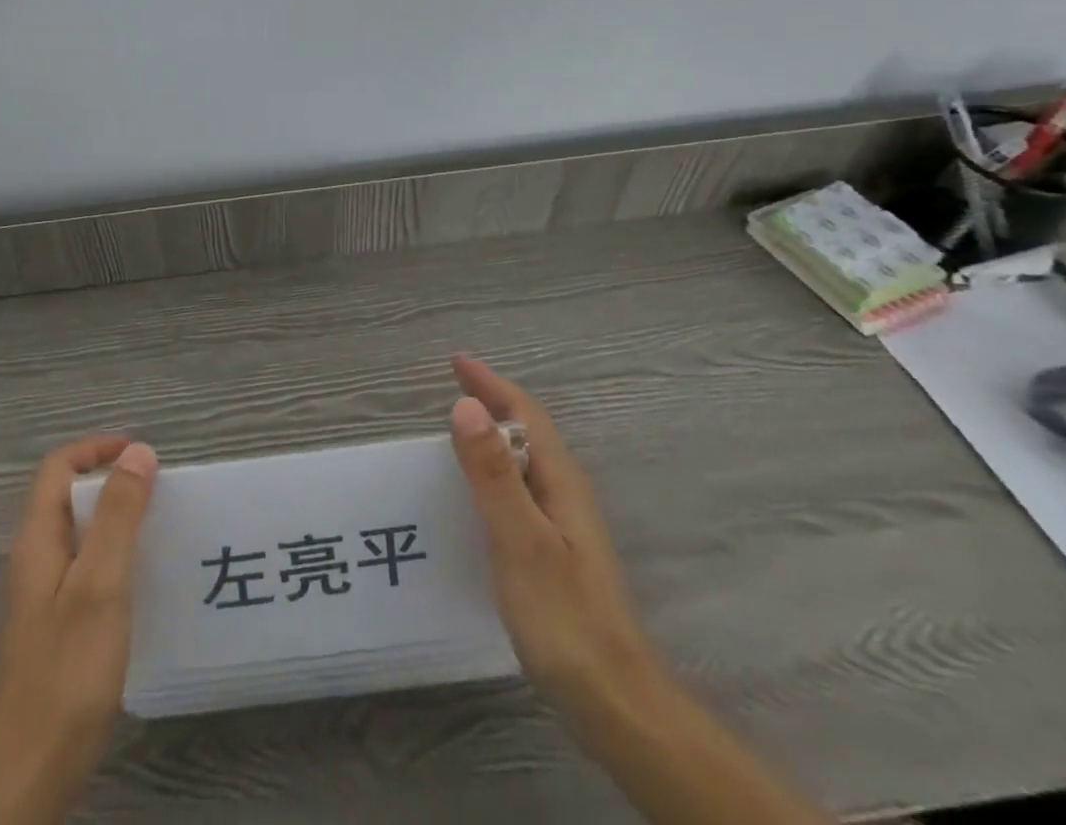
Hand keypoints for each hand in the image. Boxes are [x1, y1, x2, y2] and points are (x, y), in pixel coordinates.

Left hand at [0, 436, 158, 824]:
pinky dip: (117, 555)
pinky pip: (89, 567)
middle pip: (69, 497)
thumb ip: (118, 515)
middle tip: (161, 490)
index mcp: (38, 540)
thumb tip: (137, 452)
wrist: (32, 769)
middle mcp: (37, 559)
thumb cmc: (68, 670)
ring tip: (162, 527)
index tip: (141, 453)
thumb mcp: (100, 583)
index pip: (59, 468)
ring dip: (117, 519)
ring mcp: (46, 595)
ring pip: (81, 533)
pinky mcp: (59, 625)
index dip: (96, 449)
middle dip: (112, 482)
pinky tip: (146, 580)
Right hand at [448, 355, 654, 700]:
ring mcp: (563, 527)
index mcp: (560, 483)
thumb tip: (466, 404)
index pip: (525, 416)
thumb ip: (493, 474)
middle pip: (526, 433)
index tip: (456, 361)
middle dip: (491, 402)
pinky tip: (474, 495)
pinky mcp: (554, 555)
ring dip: (492, 437)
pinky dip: (493, 473)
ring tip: (454, 431)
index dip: (491, 384)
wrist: (615, 704)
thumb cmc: (565, 617)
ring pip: (524, 463)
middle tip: (450, 386)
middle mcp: (565, 495)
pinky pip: (519, 492)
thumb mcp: (521, 540)